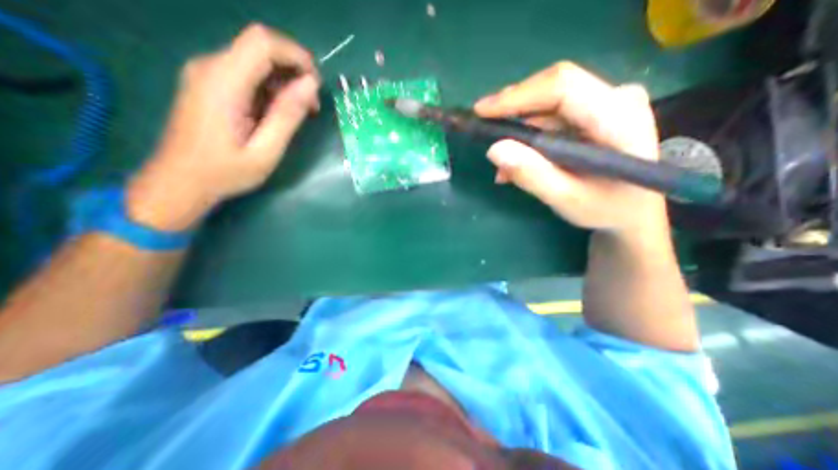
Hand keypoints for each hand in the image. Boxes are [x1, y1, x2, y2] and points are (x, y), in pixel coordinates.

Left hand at [124, 24, 319, 229]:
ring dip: (285, 82)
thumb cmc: (225, 172)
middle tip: (311, 107)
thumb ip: (287, 116)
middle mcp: (211, 67)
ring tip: (299, 115)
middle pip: (261, 48)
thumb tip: (310, 84)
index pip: (263, 42)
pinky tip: (278, 114)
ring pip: (256, 60)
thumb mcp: (265, 151)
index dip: (297, 56)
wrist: (180, 181)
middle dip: (295, 72)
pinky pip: (248, 74)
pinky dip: (271, 88)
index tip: (316, 86)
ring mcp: (208, 74)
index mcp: (224, 82)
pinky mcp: (211, 84)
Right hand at [477, 63, 668, 237]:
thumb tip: (494, 150)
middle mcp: (616, 99)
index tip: (482, 112)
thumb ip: (533, 175)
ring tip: (503, 165)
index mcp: (618, 117)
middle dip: (512, 111)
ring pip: (548, 106)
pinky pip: (553, 118)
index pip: (562, 88)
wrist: (633, 212)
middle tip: (484, 130)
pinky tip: (517, 162)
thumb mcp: (566, 199)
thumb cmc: (606, 209)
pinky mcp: (594, 114)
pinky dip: (529, 138)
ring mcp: (606, 104)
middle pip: (552, 90)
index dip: (518, 96)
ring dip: (519, 131)